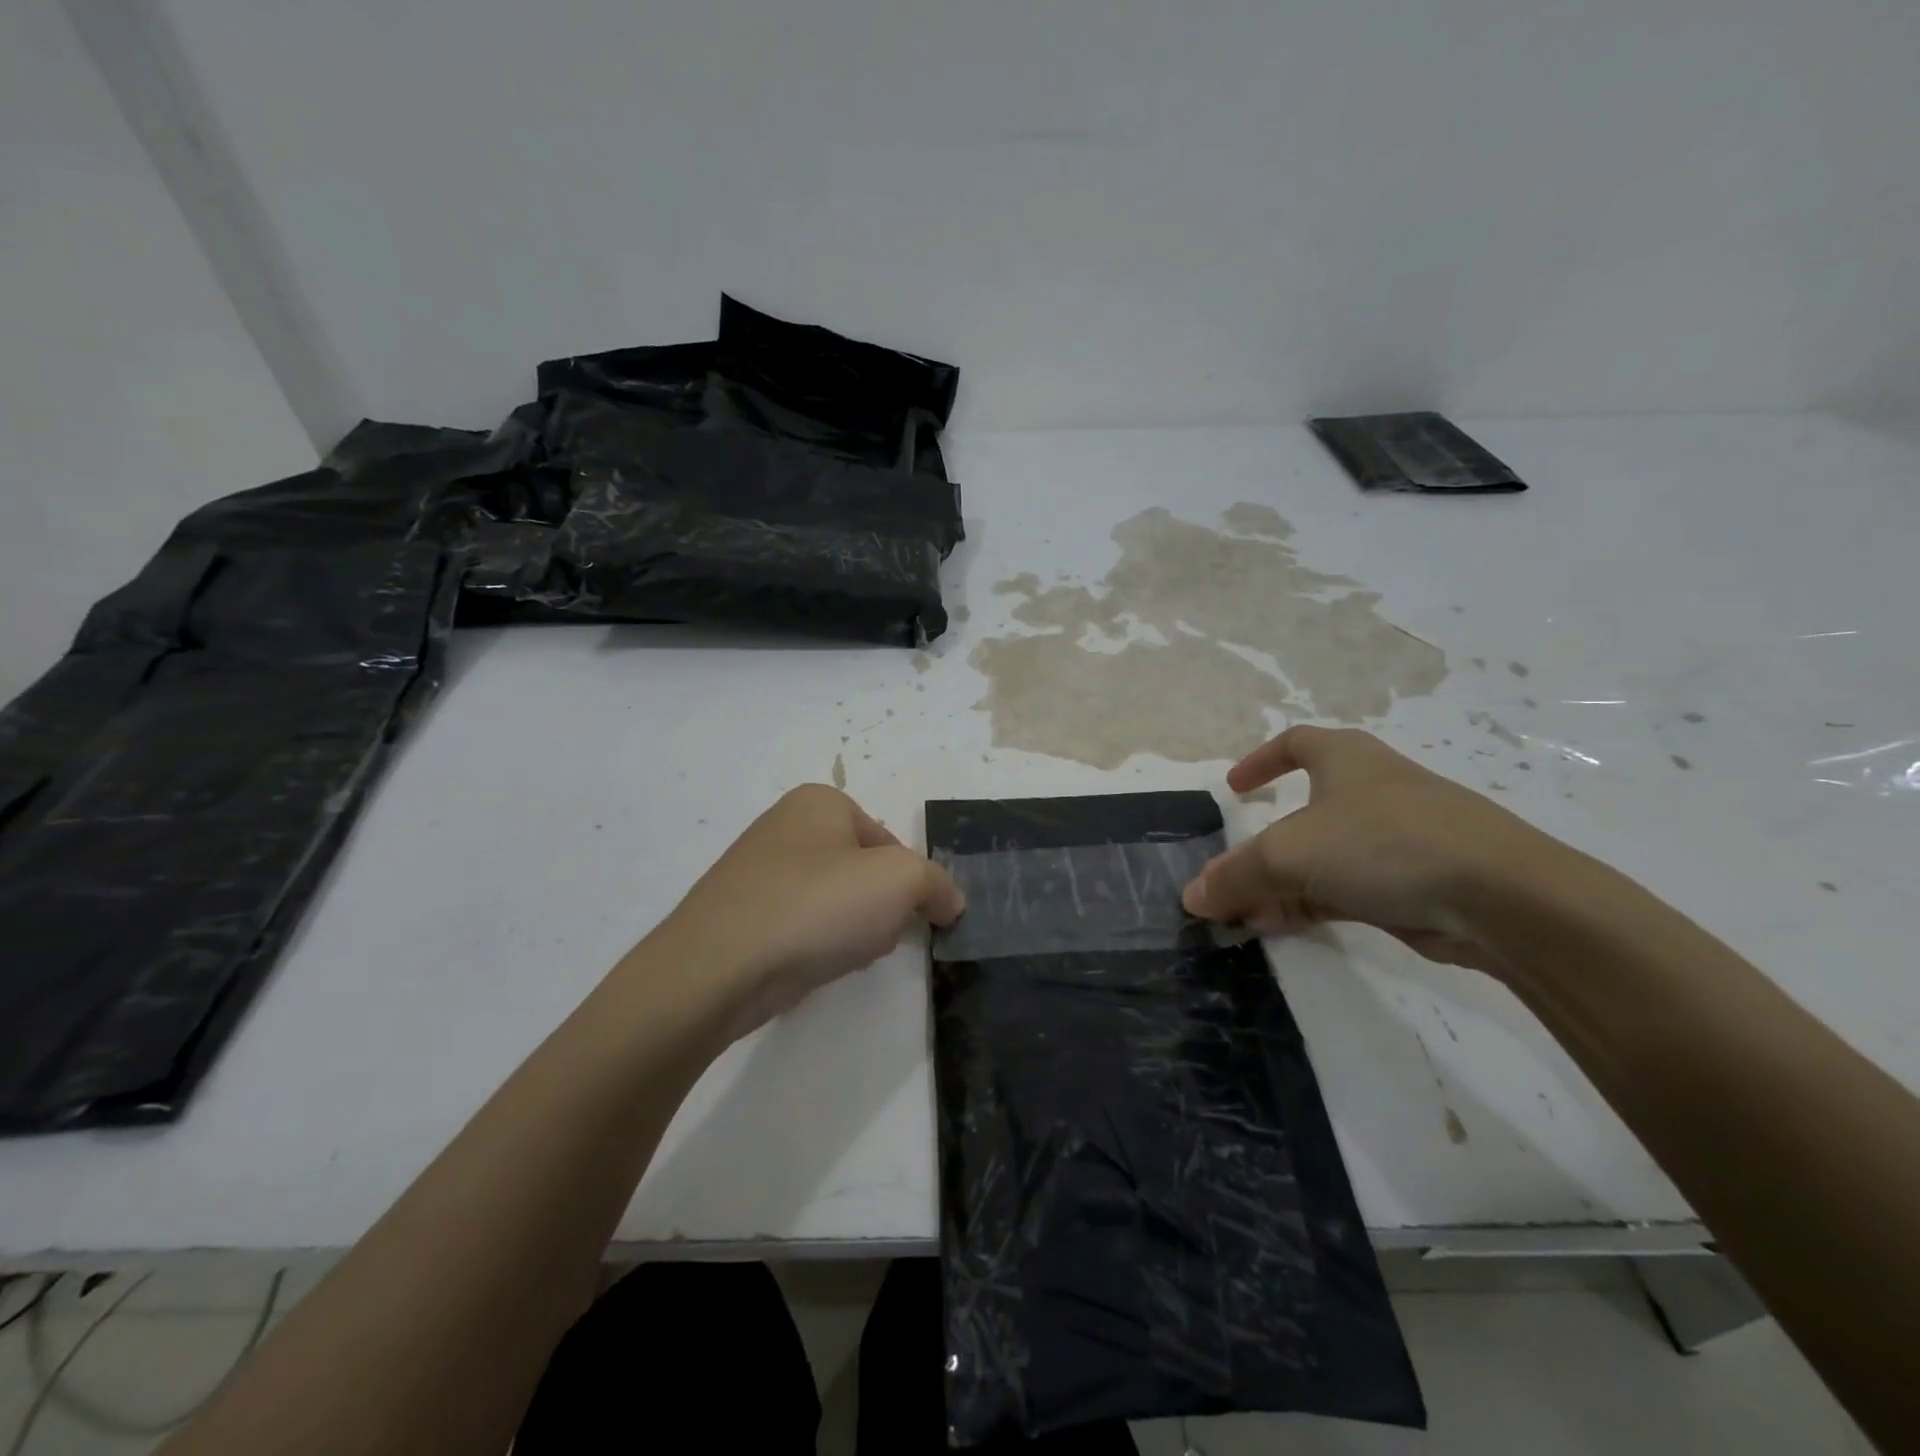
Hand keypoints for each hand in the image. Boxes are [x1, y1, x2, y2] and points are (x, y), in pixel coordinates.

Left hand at [650, 784, 964, 1036]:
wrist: (717, 968)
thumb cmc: (816, 906)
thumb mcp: (901, 882)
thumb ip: (937, 884)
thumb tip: (949, 902)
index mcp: (820, 801)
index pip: (890, 843)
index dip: (909, 884)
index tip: (906, 917)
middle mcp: (785, 826)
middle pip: (862, 872)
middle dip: (878, 908)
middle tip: (873, 937)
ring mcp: (756, 871)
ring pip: (832, 902)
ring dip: (850, 931)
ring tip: (840, 956)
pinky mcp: (739, 914)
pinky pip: (799, 926)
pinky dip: (814, 946)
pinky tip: (812, 968)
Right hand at [1182, 726, 1577, 973]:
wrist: (1503, 896)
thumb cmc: (1384, 843)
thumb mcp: (1289, 853)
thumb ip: (1235, 875)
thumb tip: (1192, 897)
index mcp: (1345, 760)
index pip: (1295, 743)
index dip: (1261, 761)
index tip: (1235, 789)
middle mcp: (1371, 791)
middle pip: (1303, 812)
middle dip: (1262, 845)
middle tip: (1231, 873)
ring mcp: (1397, 839)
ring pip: (1323, 857)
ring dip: (1280, 883)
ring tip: (1244, 914)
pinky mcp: (1415, 883)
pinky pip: (1347, 888)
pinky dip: (1309, 903)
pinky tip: (1279, 927)